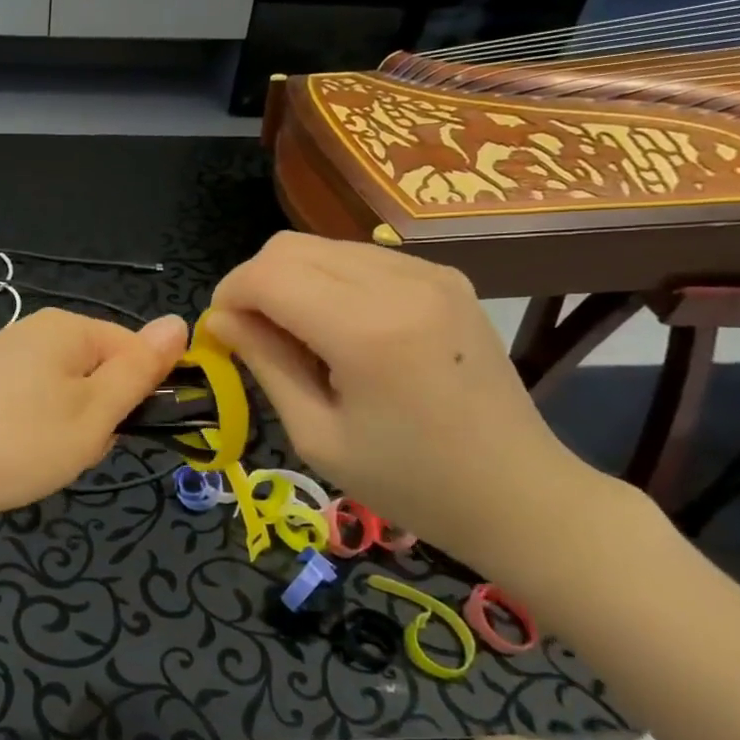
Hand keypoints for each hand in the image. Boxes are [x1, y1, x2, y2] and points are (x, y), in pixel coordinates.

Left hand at [0, 308, 188, 526]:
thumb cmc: (19, 444)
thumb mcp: (94, 412)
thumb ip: (139, 369)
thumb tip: (178, 321)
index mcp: (63, 327)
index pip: (131, 349)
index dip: (135, 395)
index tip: (116, 432)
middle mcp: (27, 331)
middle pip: (93, 372)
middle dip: (96, 415)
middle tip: (74, 450)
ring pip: (60, 395)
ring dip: (65, 430)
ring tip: (41, 461)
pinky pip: (24, 406)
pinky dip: (29, 433)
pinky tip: (12, 461)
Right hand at [209, 233, 612, 578]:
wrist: (520, 493)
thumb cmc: (410, 482)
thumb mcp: (317, 436)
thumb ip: (265, 364)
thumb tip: (219, 320)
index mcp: (366, 330)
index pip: (266, 275)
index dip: (228, 296)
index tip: (221, 335)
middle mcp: (400, 283)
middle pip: (289, 247)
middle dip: (254, 284)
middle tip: (254, 337)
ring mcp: (429, 272)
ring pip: (321, 246)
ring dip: (291, 281)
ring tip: (300, 338)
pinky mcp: (445, 276)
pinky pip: (359, 257)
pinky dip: (328, 281)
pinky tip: (341, 329)